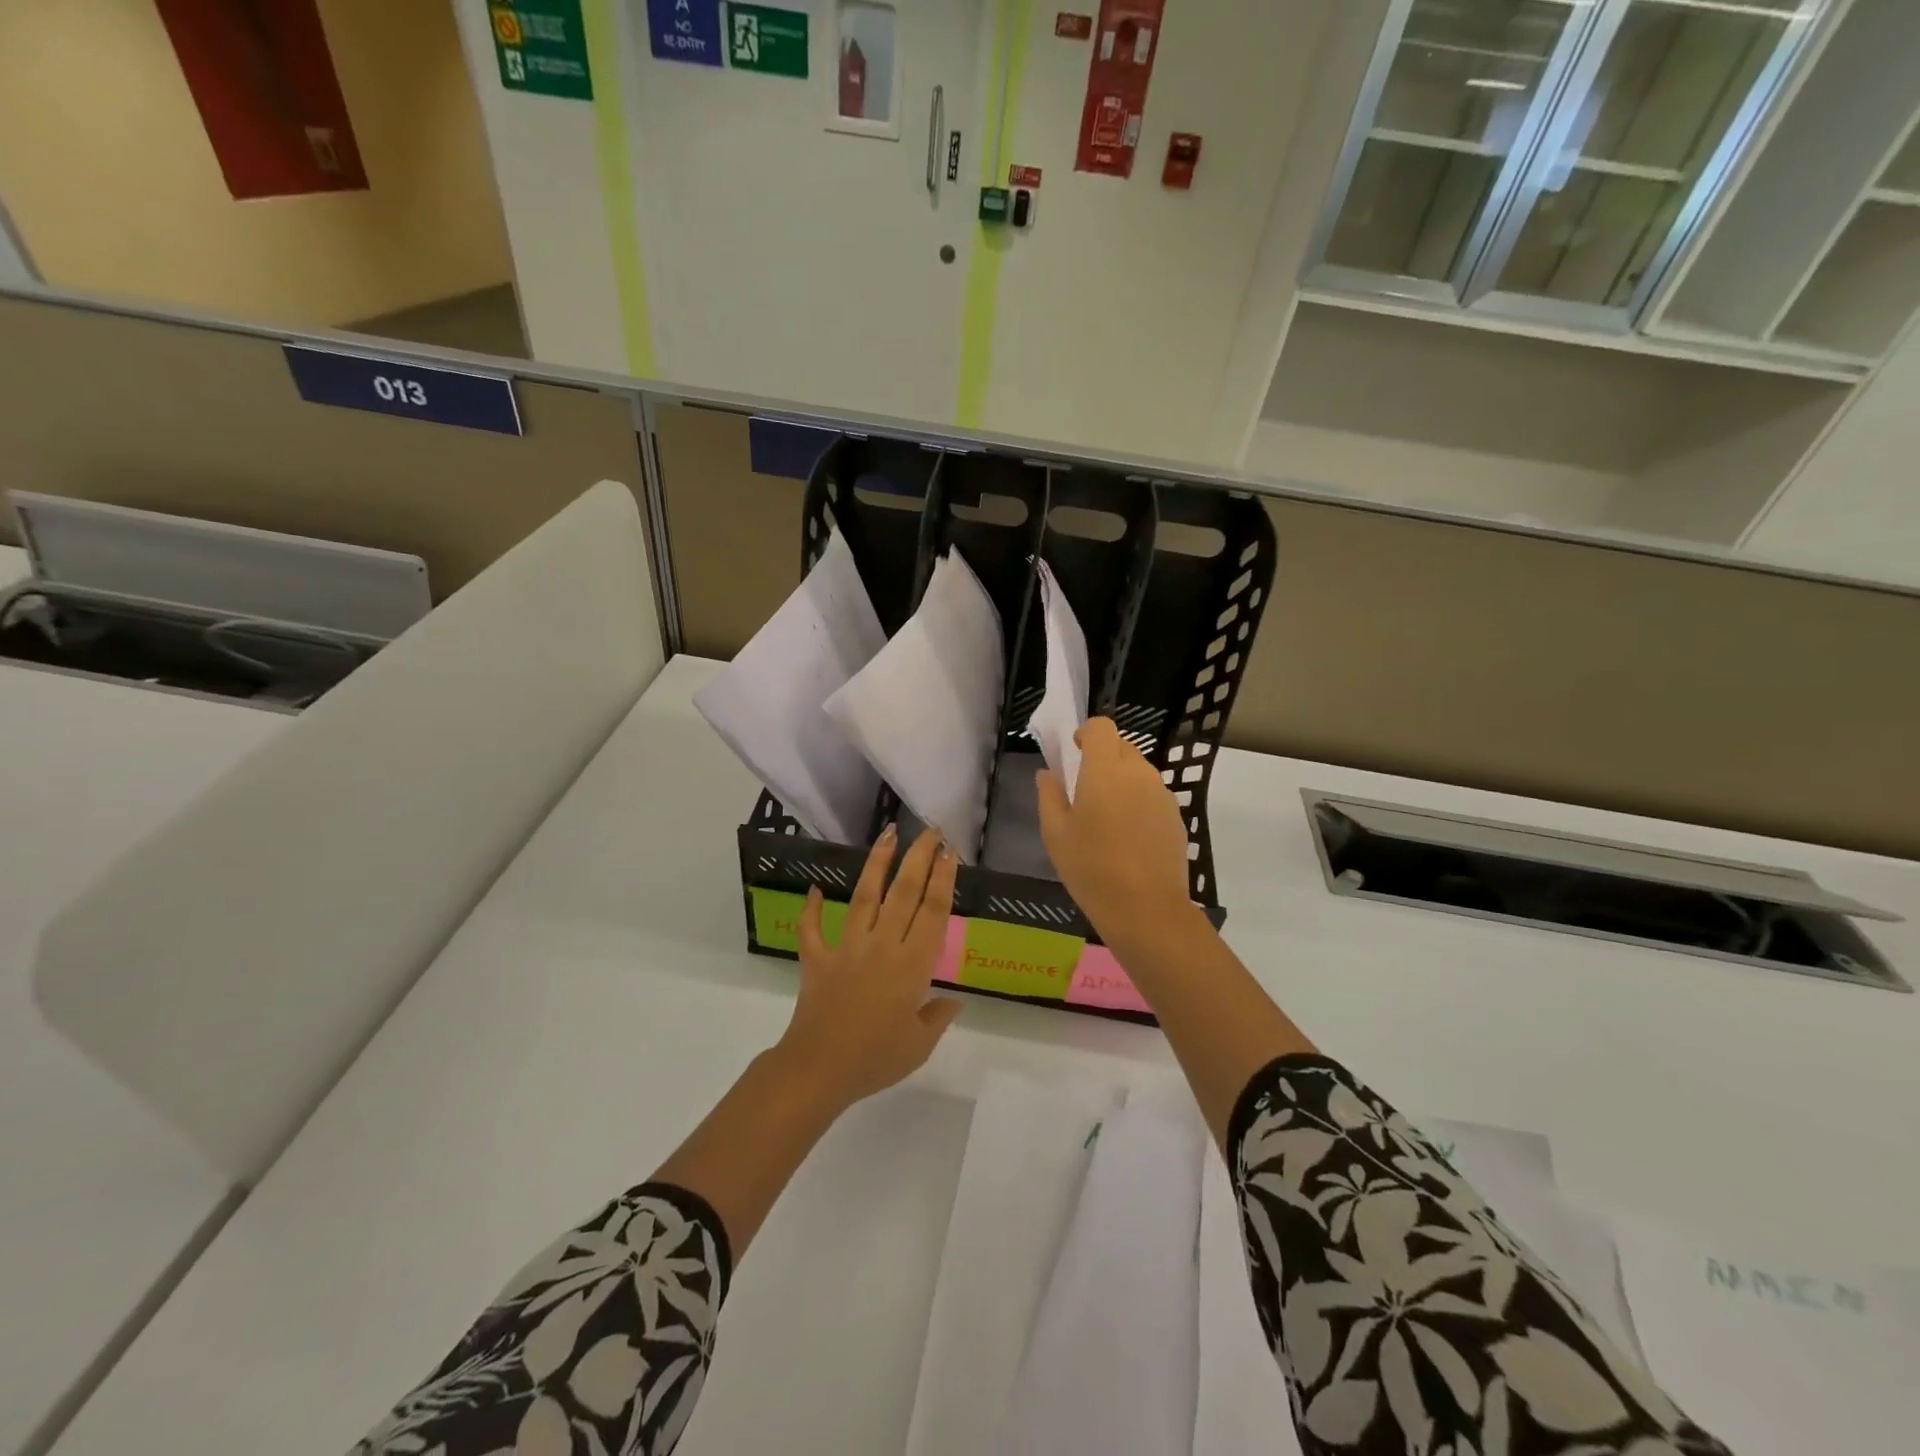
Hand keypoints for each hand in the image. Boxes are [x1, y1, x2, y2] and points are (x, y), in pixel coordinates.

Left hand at [774, 825, 962, 1111]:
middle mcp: (883, 945)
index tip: (951, 853)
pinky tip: (816, 888)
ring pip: (865, 896)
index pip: (933, 912)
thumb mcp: (919, 1045)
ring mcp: (847, 947)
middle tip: (930, 831)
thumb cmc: (876, 1059)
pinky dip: (813, 908)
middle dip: (919, 857)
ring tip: (888, 834)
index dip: (944, 879)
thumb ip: (938, 1017)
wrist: (819, 1069)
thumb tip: (953, 1001)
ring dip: (878, 862)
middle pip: (904, 892)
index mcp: (912, 965)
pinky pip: (814, 928)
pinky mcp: (819, 957)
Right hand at [1037, 718, 1194, 946]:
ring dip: (1121, 780)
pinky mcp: (1176, 815)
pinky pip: (1152, 794)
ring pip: (1139, 771)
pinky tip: (1128, 836)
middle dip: (1103, 757)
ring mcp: (1162, 794)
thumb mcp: (1056, 834)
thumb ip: (1050, 796)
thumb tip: (1048, 774)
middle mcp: (1138, 772)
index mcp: (1105, 770)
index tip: (1074, 752)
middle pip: (1122, 746)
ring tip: (1106, 817)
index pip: (1102, 727)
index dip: (1087, 733)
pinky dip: (1138, 801)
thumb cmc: (1091, 868)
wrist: (1147, 909)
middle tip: (1085, 788)